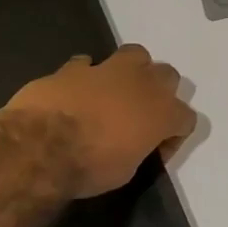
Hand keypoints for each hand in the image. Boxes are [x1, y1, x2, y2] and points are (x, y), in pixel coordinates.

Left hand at [5, 45, 196, 197]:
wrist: (41, 147)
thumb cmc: (90, 167)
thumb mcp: (125, 172)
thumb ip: (137, 149)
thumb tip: (130, 143)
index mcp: (162, 114)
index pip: (186, 119)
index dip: (173, 137)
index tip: (156, 151)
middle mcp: (143, 84)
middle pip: (168, 76)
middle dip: (159, 93)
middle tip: (141, 116)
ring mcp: (108, 69)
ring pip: (136, 54)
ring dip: (132, 71)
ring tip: (116, 92)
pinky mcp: (74, 67)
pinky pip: (88, 64)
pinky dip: (86, 76)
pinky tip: (77, 91)